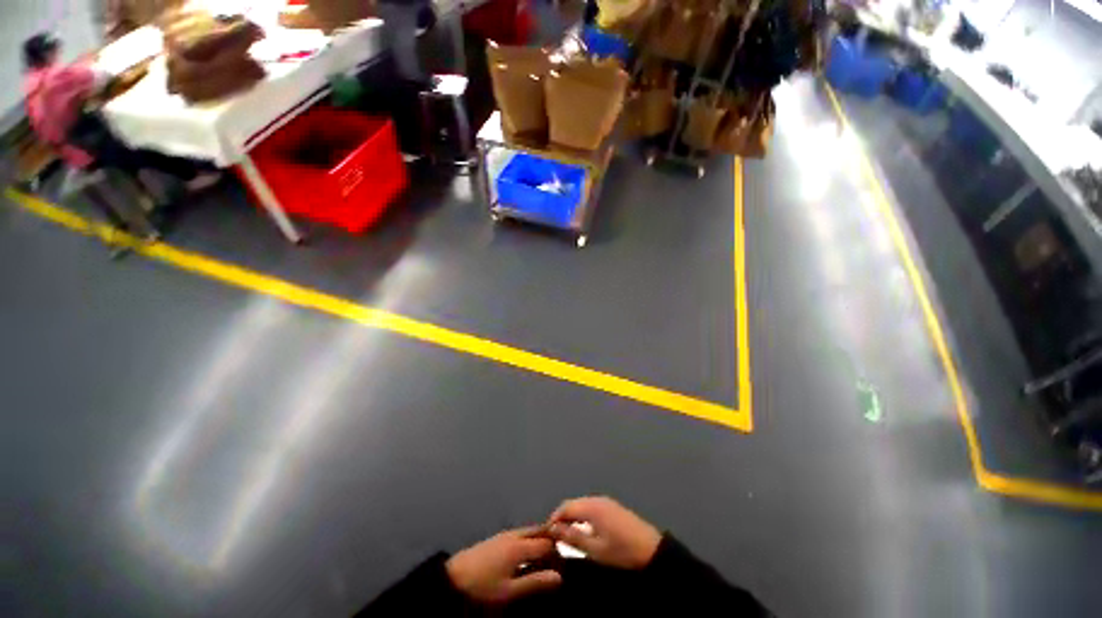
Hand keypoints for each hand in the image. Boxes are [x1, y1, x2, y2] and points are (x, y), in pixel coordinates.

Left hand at [445, 526, 562, 602]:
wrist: (451, 580)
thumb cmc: (482, 589)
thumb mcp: (509, 592)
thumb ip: (535, 582)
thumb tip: (560, 577)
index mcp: (519, 546)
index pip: (547, 544)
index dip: (558, 554)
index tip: (566, 567)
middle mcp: (514, 535)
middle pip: (539, 532)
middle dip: (551, 542)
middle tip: (558, 560)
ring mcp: (504, 535)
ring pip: (529, 532)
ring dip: (540, 541)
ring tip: (545, 560)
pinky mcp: (496, 539)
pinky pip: (520, 535)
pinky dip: (529, 542)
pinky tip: (527, 557)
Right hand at [547, 496, 661, 569]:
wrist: (652, 550)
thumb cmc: (621, 552)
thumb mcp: (595, 549)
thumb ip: (572, 537)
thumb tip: (553, 529)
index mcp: (591, 506)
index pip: (565, 507)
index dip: (554, 519)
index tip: (546, 534)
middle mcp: (597, 499)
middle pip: (573, 503)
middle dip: (562, 517)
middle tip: (555, 536)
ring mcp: (606, 501)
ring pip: (582, 505)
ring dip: (572, 516)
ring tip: (566, 534)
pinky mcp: (613, 507)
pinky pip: (591, 507)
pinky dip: (582, 516)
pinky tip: (583, 529)